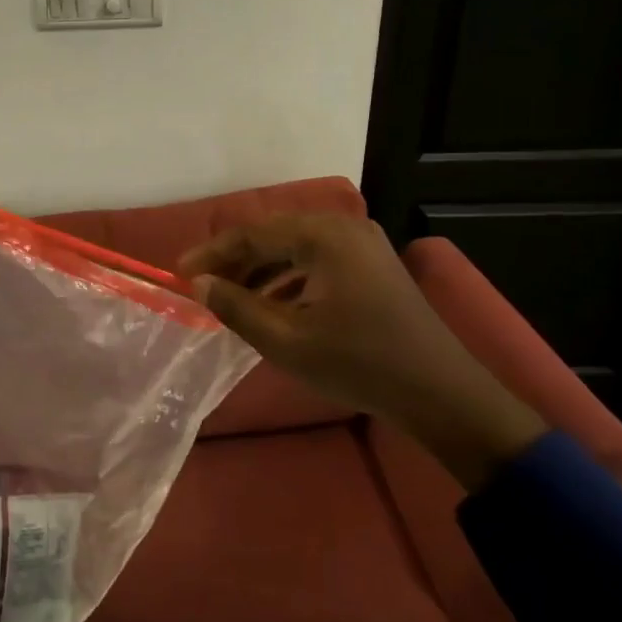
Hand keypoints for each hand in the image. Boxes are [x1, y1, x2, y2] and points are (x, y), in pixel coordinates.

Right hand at [179, 214, 545, 489]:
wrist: (440, 393)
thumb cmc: (358, 364)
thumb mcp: (285, 341)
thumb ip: (236, 307)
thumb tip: (199, 284)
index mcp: (324, 237)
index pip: (253, 233)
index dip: (212, 253)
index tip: (180, 273)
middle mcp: (344, 228)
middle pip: (274, 235)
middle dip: (235, 260)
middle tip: (203, 286)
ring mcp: (362, 244)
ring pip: (294, 247)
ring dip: (260, 270)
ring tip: (231, 298)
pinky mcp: (372, 264)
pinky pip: (317, 260)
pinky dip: (288, 278)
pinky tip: (271, 304)